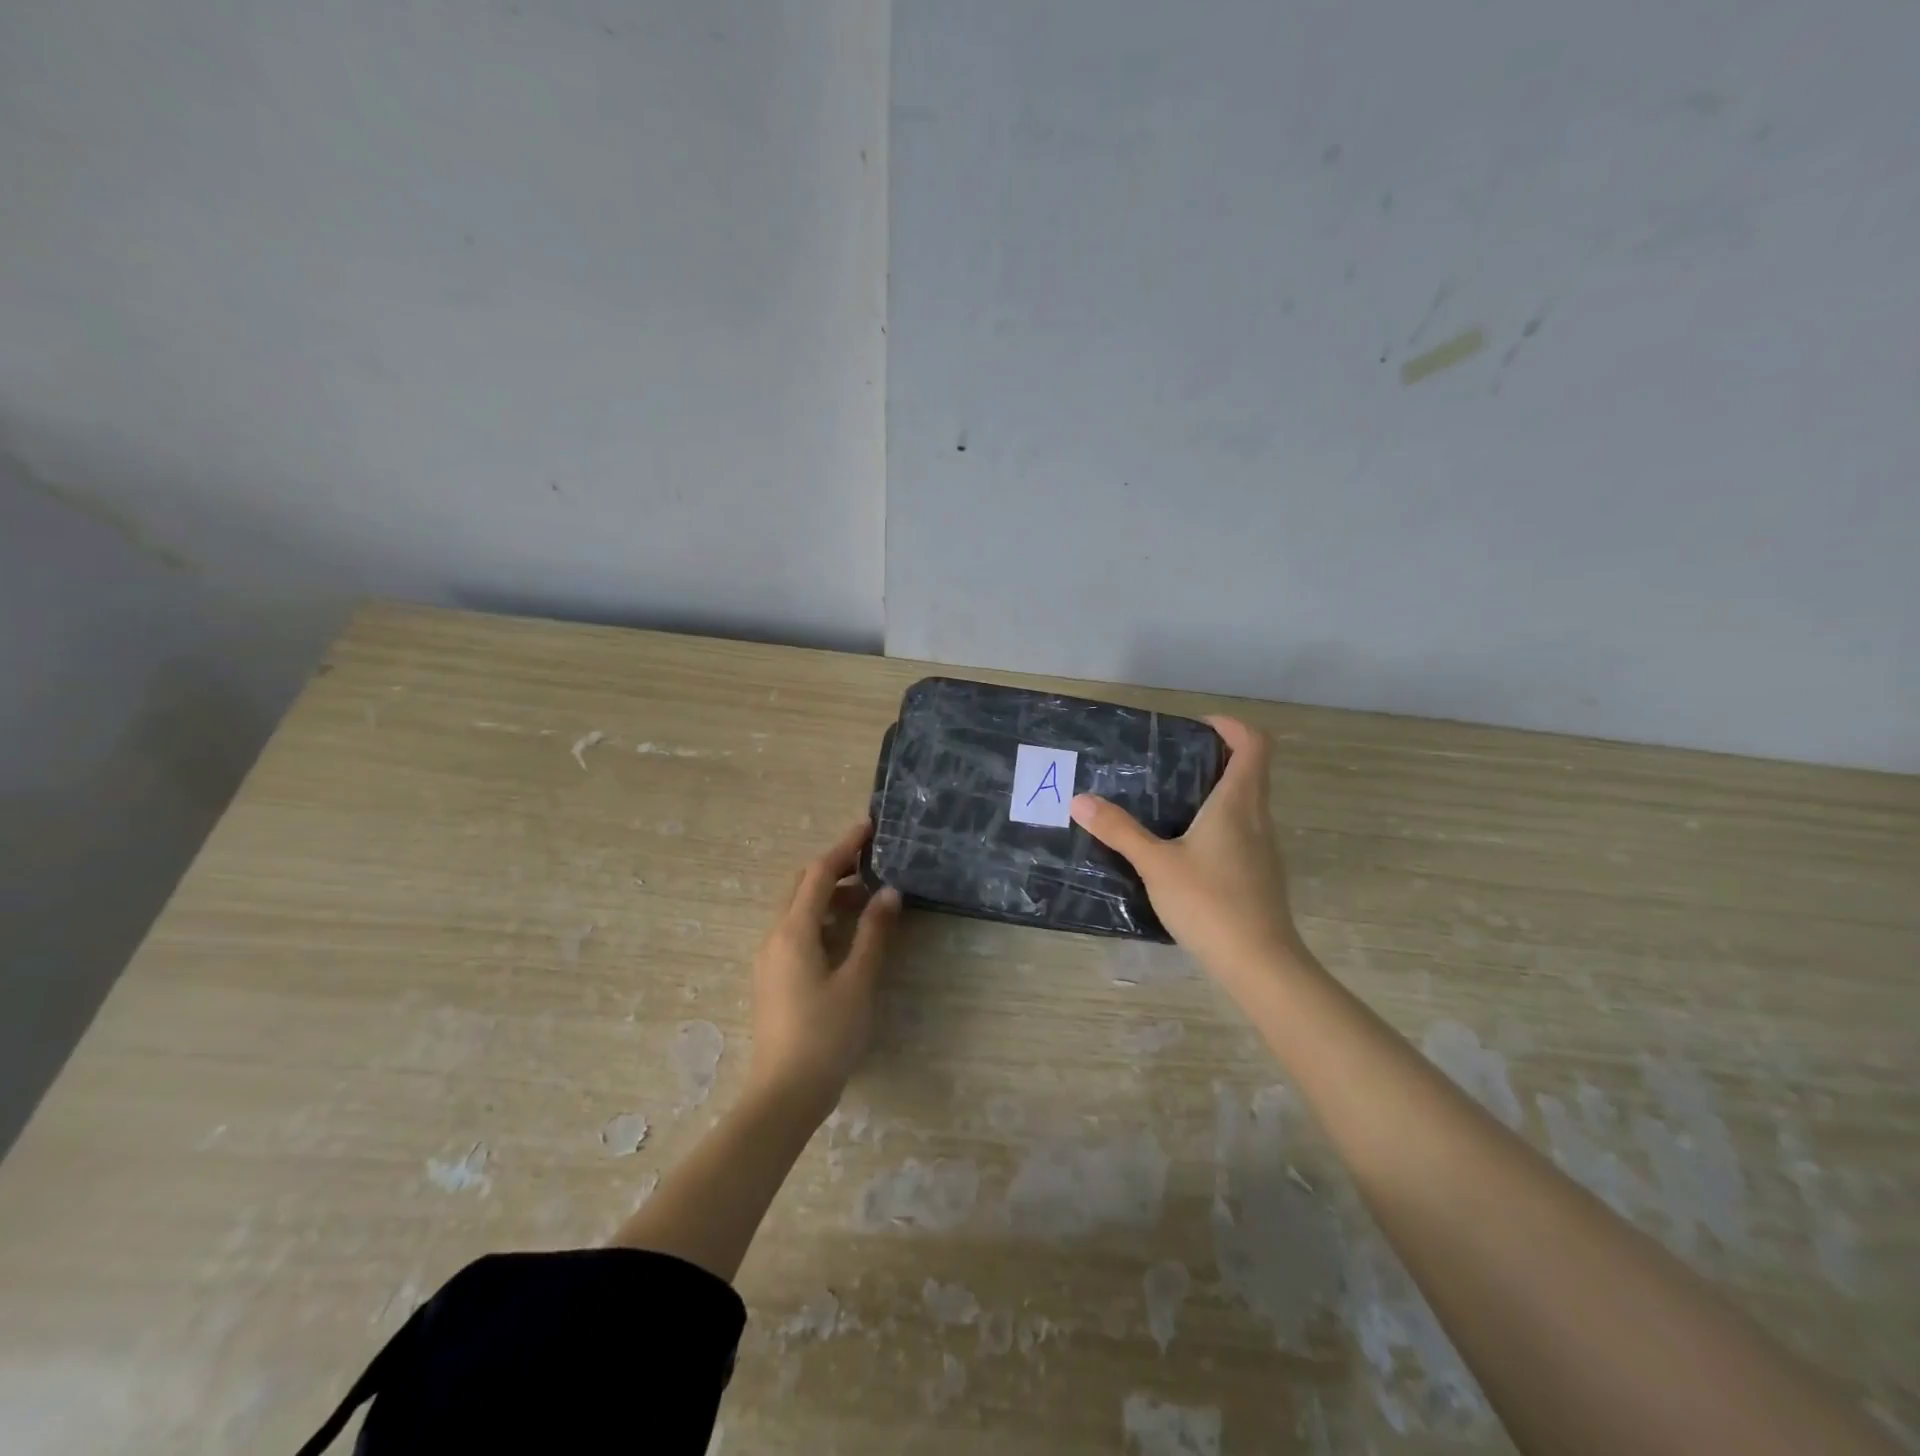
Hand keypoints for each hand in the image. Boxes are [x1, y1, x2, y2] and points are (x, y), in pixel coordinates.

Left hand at [747, 820, 901, 1115]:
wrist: (784, 1095)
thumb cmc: (826, 1036)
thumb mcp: (858, 981)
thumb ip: (874, 933)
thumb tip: (890, 892)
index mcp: (793, 931)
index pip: (819, 873)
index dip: (844, 847)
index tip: (868, 827)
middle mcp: (775, 937)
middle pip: (802, 885)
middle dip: (835, 867)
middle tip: (871, 860)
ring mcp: (770, 959)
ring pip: (798, 909)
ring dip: (829, 894)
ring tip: (868, 897)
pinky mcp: (773, 978)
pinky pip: (796, 931)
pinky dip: (821, 918)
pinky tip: (846, 933)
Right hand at [1070, 715, 1304, 979]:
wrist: (1259, 963)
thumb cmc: (1209, 902)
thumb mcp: (1155, 864)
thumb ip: (1119, 830)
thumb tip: (1080, 800)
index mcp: (1237, 803)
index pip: (1253, 744)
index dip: (1230, 726)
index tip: (1196, 729)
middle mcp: (1257, 818)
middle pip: (1250, 769)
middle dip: (1215, 757)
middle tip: (1170, 763)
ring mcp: (1264, 847)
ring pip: (1247, 802)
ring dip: (1216, 790)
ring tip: (1170, 801)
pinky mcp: (1260, 873)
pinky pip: (1243, 830)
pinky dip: (1219, 822)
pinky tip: (1185, 847)